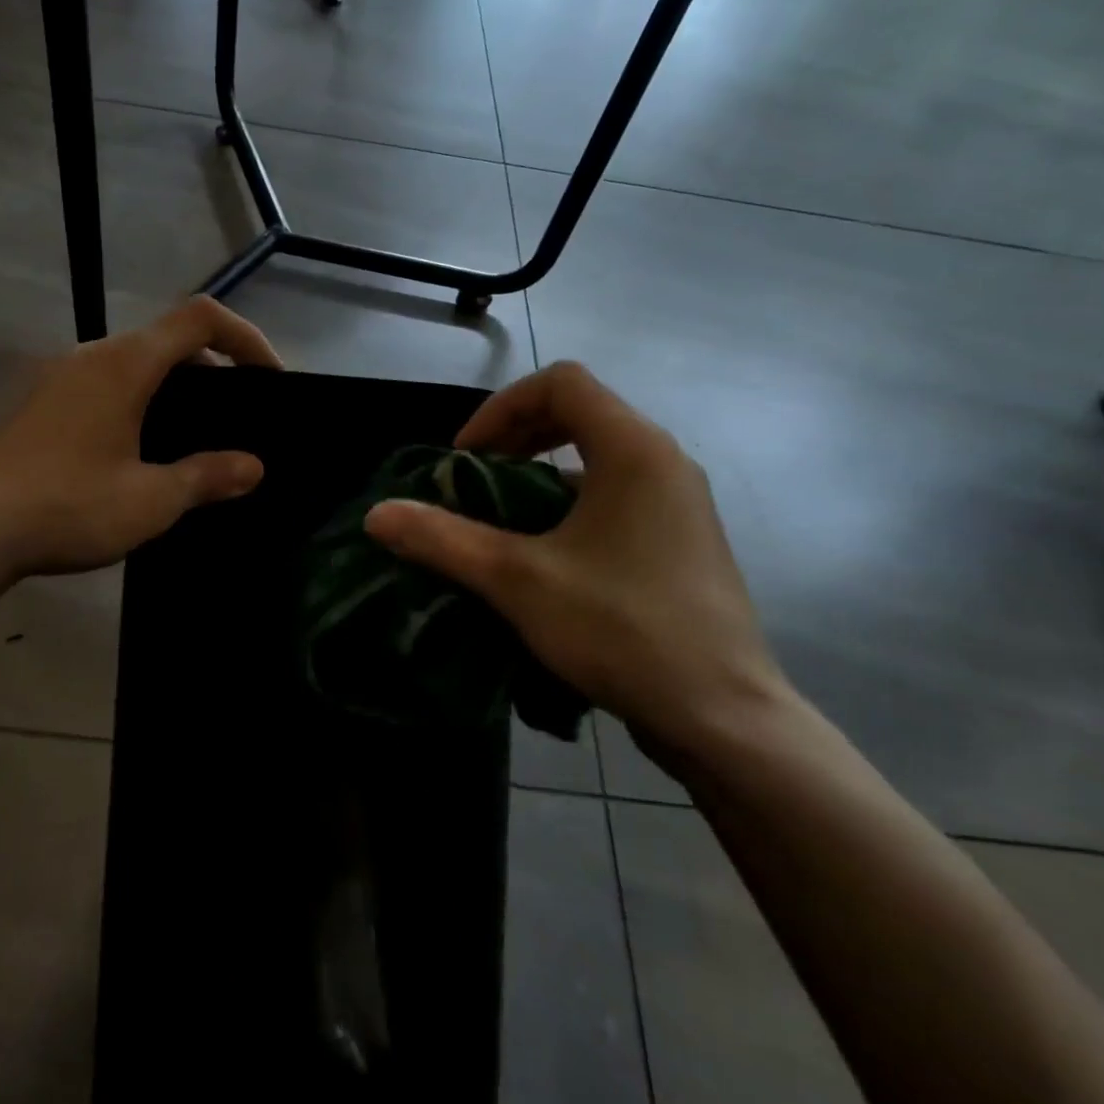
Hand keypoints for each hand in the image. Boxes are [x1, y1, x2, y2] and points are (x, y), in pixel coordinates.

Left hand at [0, 298, 281, 583]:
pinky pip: (111, 383)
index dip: (246, 337)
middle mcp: (95, 355)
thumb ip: (207, 477)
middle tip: (241, 413)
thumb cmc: (67, 505)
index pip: (201, 318)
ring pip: (139, 361)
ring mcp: (64, 377)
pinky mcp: (46, 403)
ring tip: (201, 434)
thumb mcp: (151, 499)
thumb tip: (253, 468)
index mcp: (127, 363)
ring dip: (179, 385)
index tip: (269, 379)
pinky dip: (146, 399)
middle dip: (216, 365)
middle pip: (171, 337)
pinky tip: (147, 449)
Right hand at [362, 362, 786, 764]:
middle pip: (580, 412)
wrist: (726, 719)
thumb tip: (377, 515)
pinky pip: (618, 492)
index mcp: (633, 448)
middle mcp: (664, 460)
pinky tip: (546, 554)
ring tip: (502, 518)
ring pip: (598, 456)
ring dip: (541, 472)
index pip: (560, 383)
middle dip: (517, 436)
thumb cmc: (623, 630)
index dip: (501, 407)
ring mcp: (681, 501)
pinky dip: (571, 502)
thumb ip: (444, 540)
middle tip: (477, 478)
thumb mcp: (518, 581)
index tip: (468, 457)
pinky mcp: (684, 539)